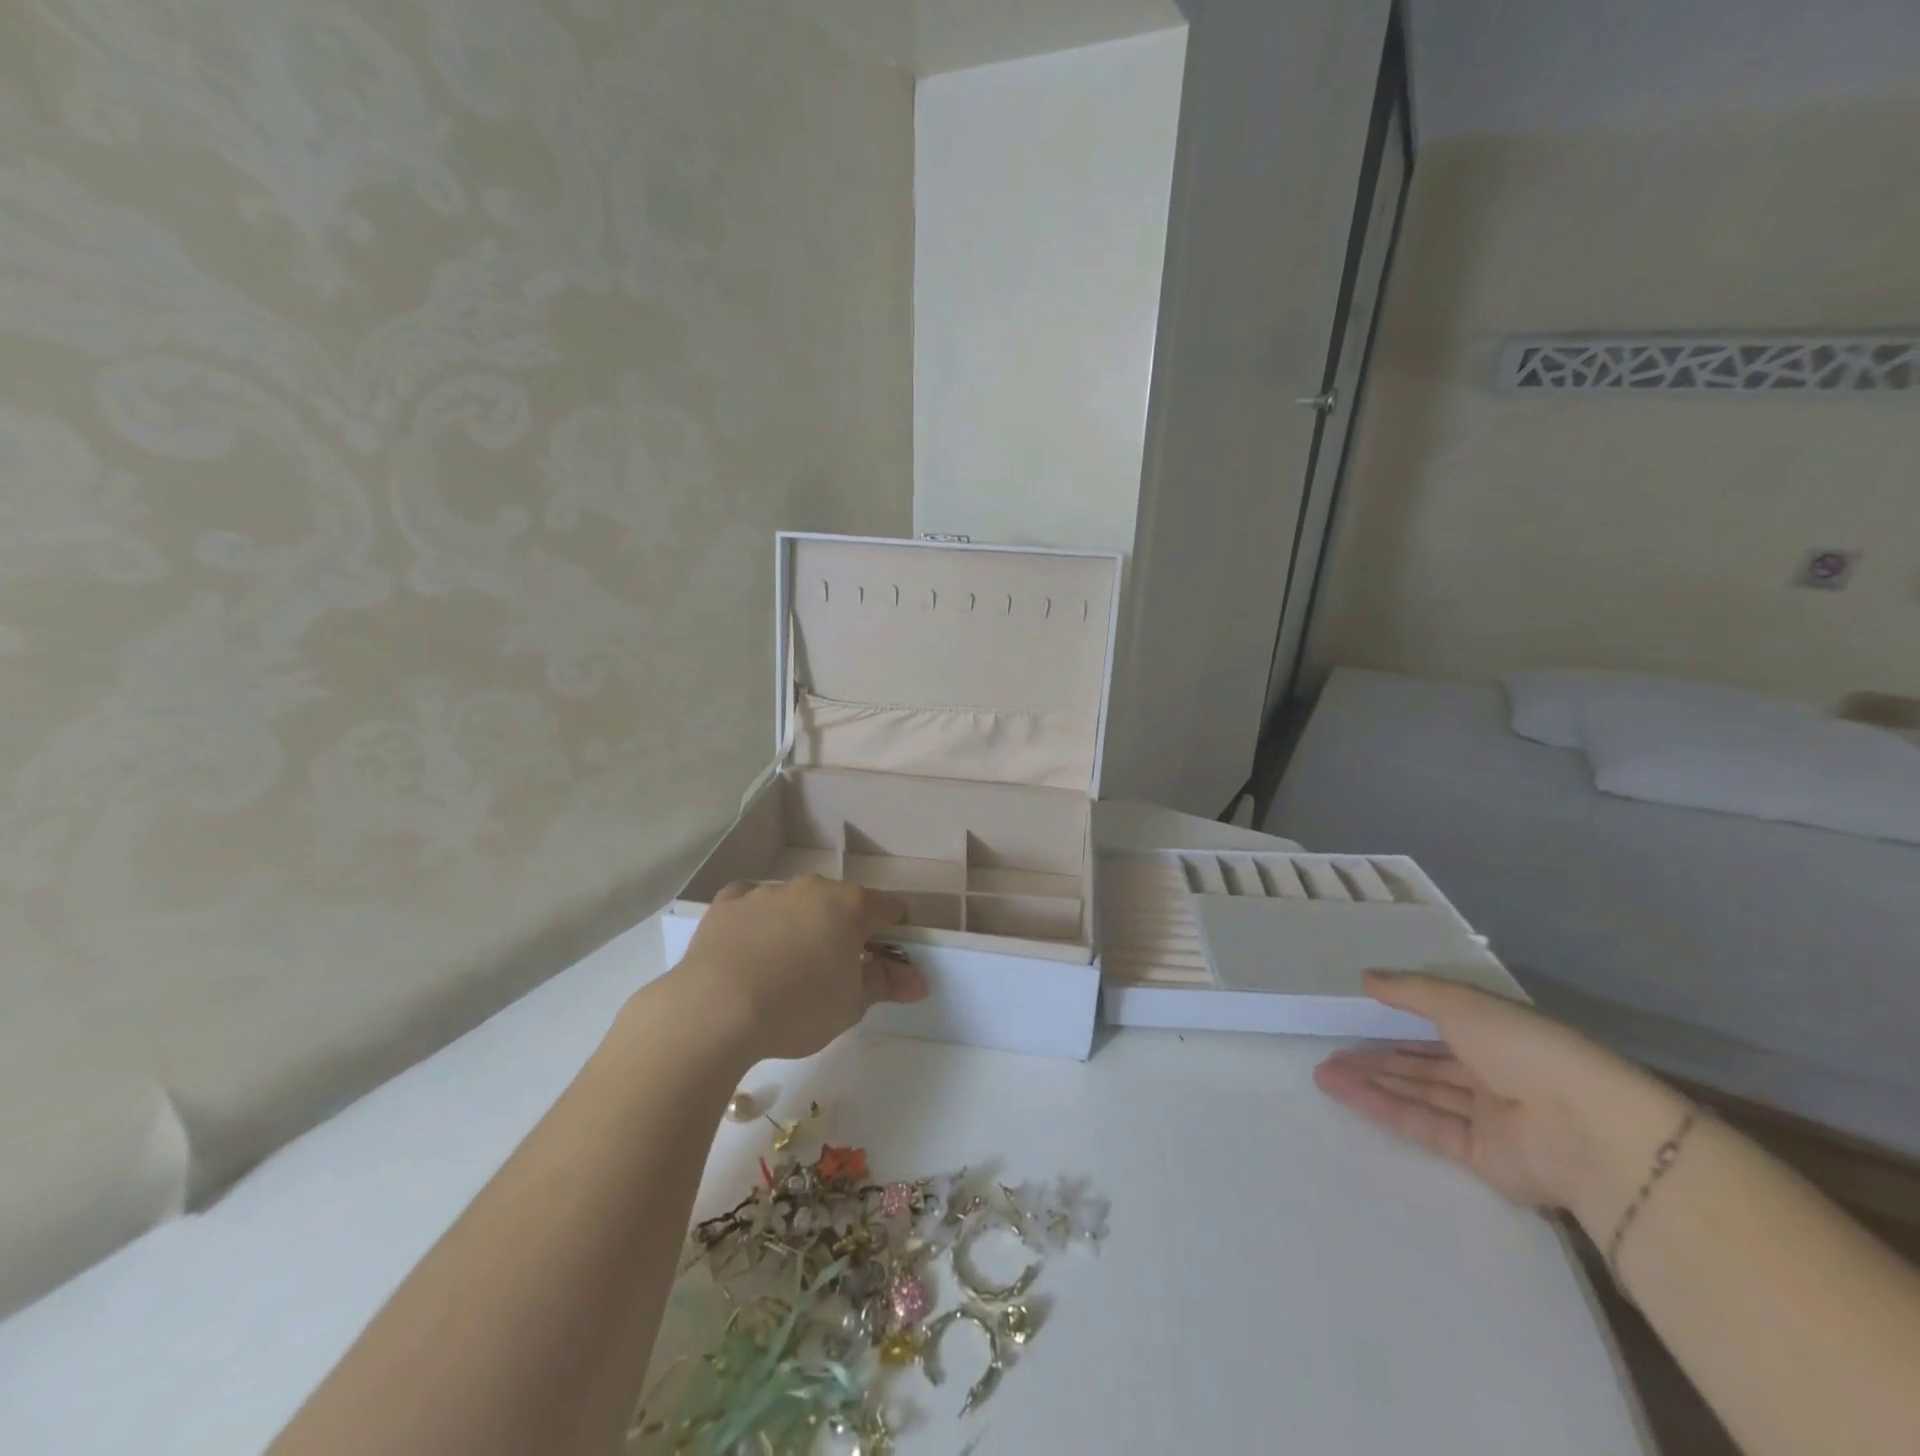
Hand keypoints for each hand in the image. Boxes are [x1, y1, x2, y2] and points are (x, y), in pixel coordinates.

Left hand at [675, 877, 928, 1062]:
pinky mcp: (728, 903)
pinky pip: (753, 904)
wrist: (713, 1010)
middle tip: (837, 973)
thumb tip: (918, 979)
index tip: (887, 963)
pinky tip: (751, 950)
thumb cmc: (797, 1007)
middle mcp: (812, 888)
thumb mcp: (852, 1004)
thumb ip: (886, 983)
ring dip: (802, 925)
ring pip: (797, 903)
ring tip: (788, 970)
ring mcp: (767, 891)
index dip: (895, 935)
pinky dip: (759, 922)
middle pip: (842, 904)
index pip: (890, 910)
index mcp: (850, 906)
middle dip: (846, 930)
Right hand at [1313, 972, 1686, 1225]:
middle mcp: (1492, 1075)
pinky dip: (1383, 1108)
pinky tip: (1345, 1092)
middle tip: (1329, 1050)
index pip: (1439, 1026)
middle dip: (1376, 1057)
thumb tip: (1366, 978)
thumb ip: (1411, 991)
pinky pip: (1424, 1125)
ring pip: (1417, 1094)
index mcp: (1496, 1036)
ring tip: (1322, 1071)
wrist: (1585, 1129)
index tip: (1356, 1016)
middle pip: (1423, 1065)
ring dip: (1370, 1082)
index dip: (1397, 1022)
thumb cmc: (1524, 1048)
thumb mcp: (1461, 1003)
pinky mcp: (1480, 1156)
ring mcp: (1487, 1118)